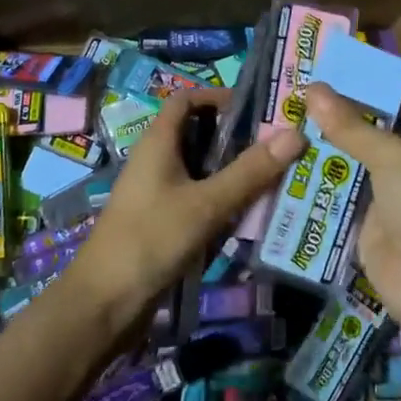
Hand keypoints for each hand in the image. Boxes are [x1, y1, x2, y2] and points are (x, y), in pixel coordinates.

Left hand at [74, 90, 304, 309]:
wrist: (105, 304)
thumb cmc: (151, 239)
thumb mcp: (206, 204)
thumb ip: (250, 171)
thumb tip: (296, 134)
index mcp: (158, 143)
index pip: (186, 100)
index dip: (218, 97)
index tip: (258, 109)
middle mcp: (156, 162)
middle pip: (199, 134)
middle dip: (237, 138)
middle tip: (280, 145)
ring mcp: (159, 194)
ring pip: (202, 170)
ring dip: (234, 172)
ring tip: (278, 177)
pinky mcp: (163, 222)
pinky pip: (199, 200)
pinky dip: (224, 200)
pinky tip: (252, 214)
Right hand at [305, 80, 400, 341]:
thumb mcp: (394, 157)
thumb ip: (352, 126)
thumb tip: (314, 89)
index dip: (374, 75)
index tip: (335, 58)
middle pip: (371, 127)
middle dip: (337, 110)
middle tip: (294, 87)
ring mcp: (387, 194)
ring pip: (350, 161)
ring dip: (321, 145)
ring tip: (280, 119)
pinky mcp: (365, 223)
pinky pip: (337, 196)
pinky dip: (315, 183)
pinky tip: (283, 165)